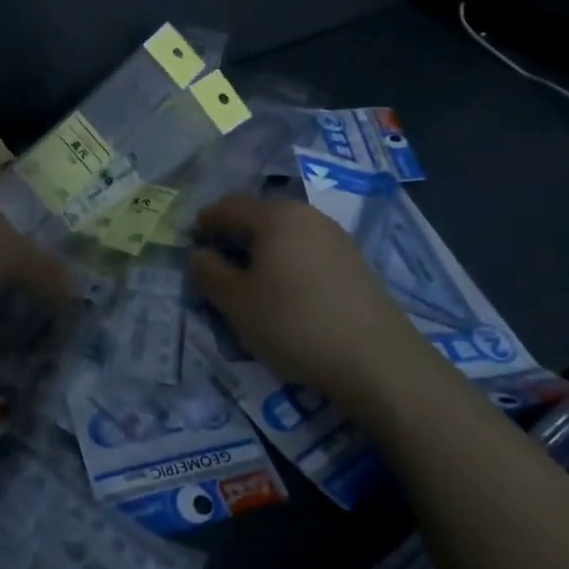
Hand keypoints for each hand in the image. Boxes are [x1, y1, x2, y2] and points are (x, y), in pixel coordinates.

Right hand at [189, 196, 422, 409]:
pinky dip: (289, 262)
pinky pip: (308, 251)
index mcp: (276, 215)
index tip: (190, 241)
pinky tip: (287, 292)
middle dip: (234, 235)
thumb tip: (199, 253)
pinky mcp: (355, 262)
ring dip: (263, 250)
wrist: (378, 361)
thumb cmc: (295, 324)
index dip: (205, 222)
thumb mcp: (237, 303)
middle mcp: (307, 215)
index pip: (229, 207)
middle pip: (260, 216)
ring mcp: (336, 237)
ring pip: (286, 234)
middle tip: (217, 263)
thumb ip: (209, 273)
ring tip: (251, 280)